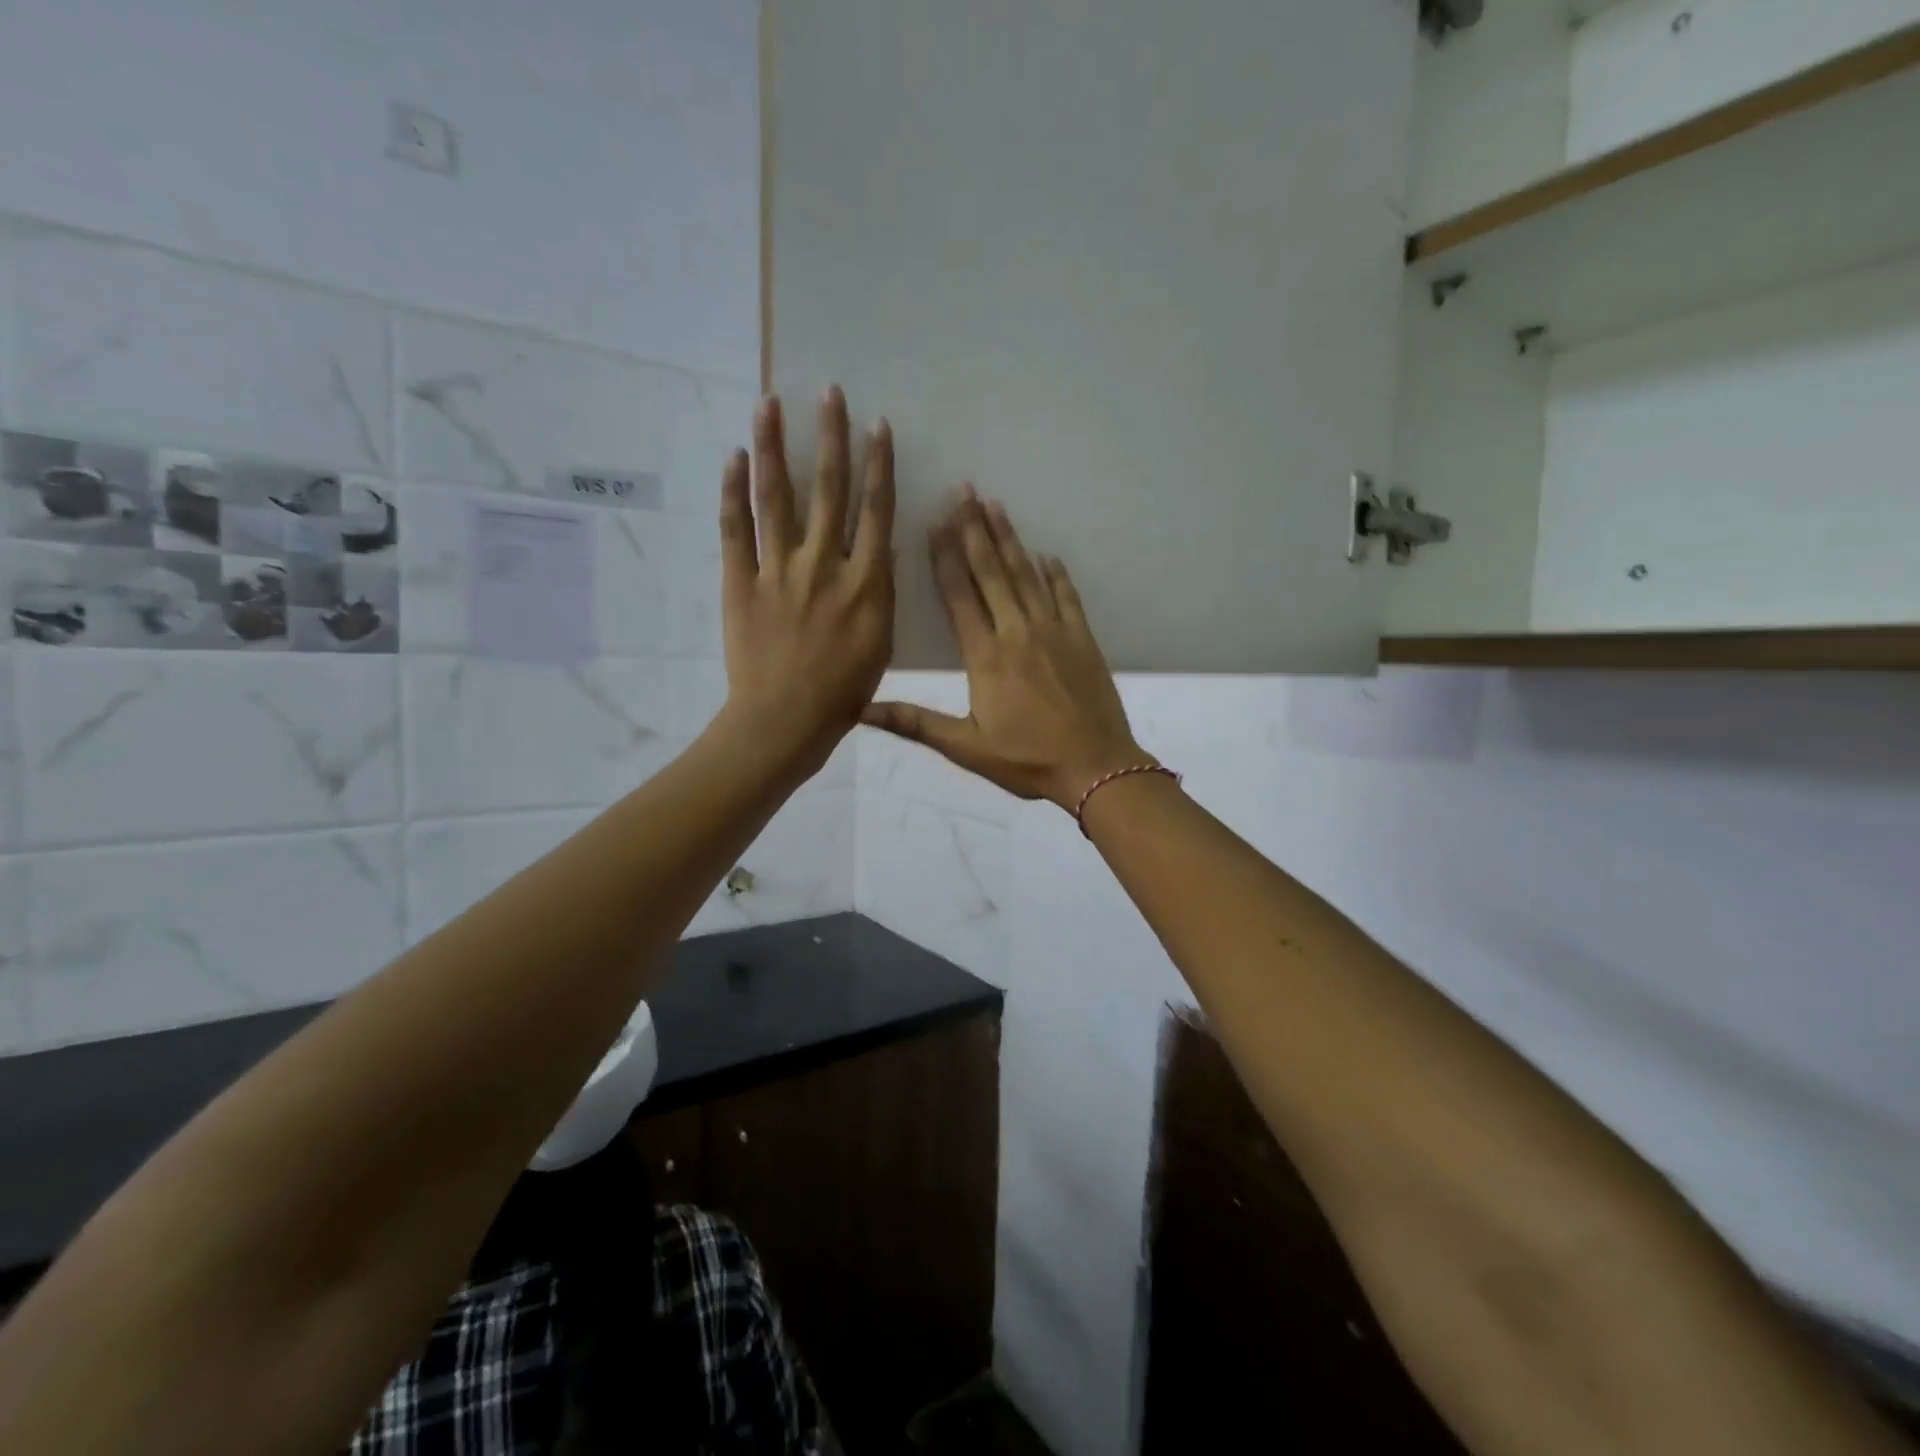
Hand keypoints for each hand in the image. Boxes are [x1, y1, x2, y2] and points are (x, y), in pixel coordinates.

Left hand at [719, 387, 894, 778]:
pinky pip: (735, 529)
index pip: (875, 511)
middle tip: (829, 392)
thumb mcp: (881, 644)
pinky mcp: (741, 582)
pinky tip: (733, 458)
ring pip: (776, 497)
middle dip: (831, 437)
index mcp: (865, 583)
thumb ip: (879, 593)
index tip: (878, 425)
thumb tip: (878, 550)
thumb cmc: (843, 692)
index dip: (878, 465)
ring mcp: (778, 570)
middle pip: (828, 490)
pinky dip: (732, 492)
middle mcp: (823, 565)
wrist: (785, 720)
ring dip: (773, 447)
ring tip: (769, 403)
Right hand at [863, 489, 1148, 809]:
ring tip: (995, 505)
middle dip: (974, 529)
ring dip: (1010, 539)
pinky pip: (1067, 596)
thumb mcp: (966, 747)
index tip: (935, 520)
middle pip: (992, 572)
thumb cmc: (1027, 761)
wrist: (1096, 768)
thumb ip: (915, 723)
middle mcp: (1017, 632)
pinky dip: (1055, 574)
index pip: (959, 595)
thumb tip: (861, 711)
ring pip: (1027, 575)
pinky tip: (1047, 555)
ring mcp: (1054, 631)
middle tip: (964, 490)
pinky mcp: (1083, 639)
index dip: (945, 556)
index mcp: (985, 656)